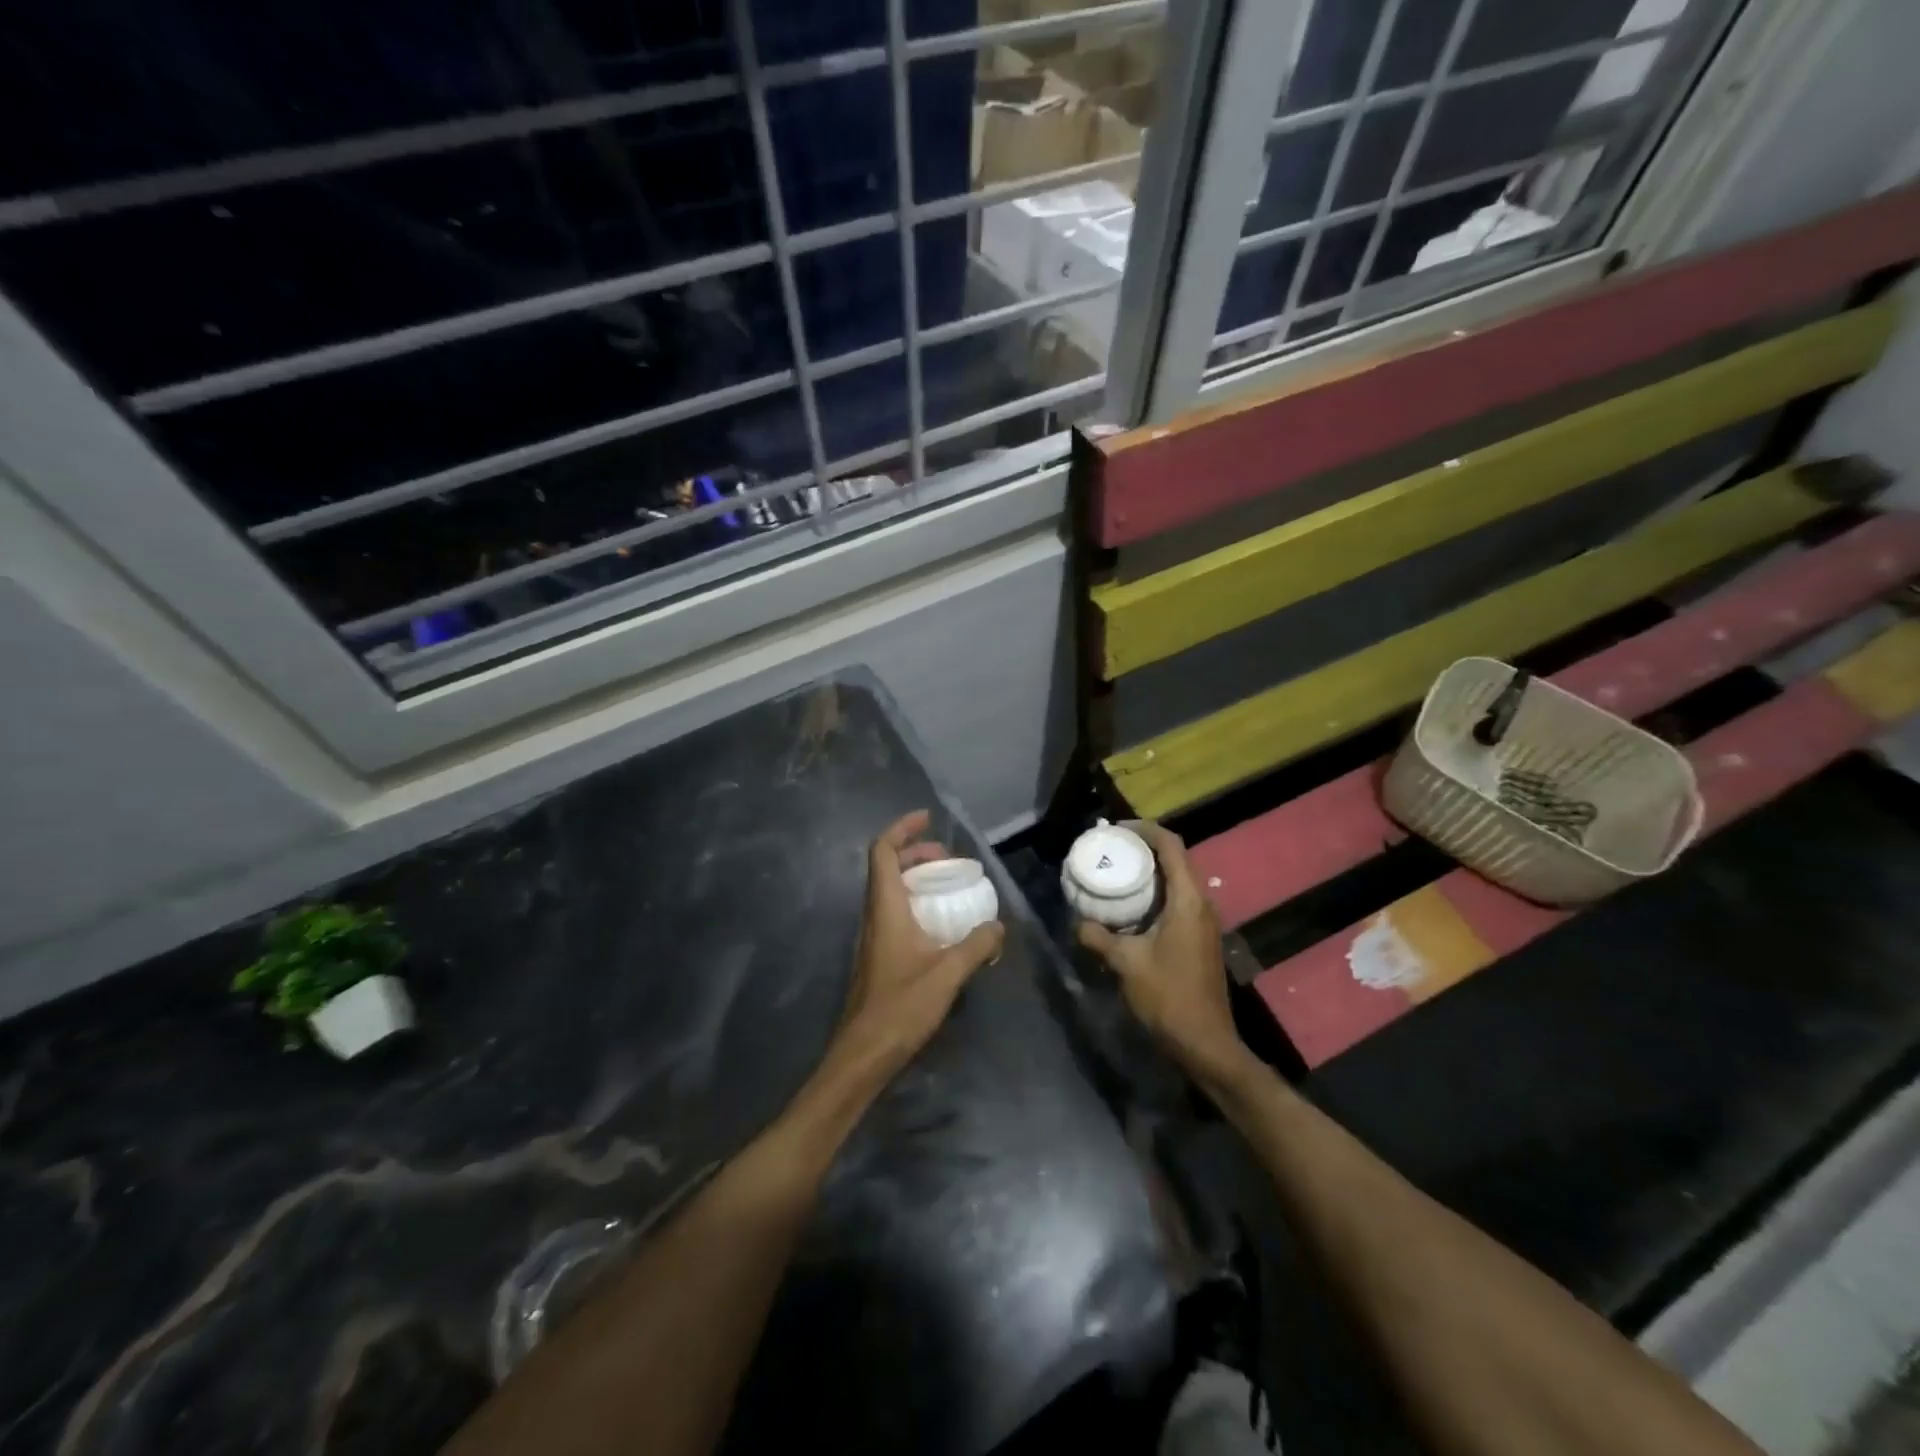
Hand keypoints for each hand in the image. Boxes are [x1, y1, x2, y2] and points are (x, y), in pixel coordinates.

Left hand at [833, 810, 1004, 1079]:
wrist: (863, 1053)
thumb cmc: (901, 1007)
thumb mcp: (947, 974)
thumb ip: (976, 946)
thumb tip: (998, 926)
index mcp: (885, 908)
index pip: (883, 852)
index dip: (902, 829)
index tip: (928, 819)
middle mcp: (874, 915)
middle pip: (888, 867)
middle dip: (916, 853)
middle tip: (949, 859)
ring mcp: (873, 936)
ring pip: (890, 891)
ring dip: (916, 878)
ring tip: (948, 886)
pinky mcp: (878, 955)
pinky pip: (895, 912)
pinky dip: (916, 903)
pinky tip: (941, 925)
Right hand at [1075, 824, 1247, 1084]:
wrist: (1205, 1043)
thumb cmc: (1168, 997)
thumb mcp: (1126, 963)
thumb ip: (1098, 937)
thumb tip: (1078, 922)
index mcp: (1188, 901)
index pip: (1171, 846)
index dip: (1145, 830)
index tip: (1117, 829)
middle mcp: (1201, 904)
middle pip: (1176, 859)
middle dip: (1144, 848)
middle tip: (1111, 848)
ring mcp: (1204, 923)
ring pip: (1177, 881)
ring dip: (1150, 872)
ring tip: (1116, 872)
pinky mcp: (1200, 939)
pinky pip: (1177, 901)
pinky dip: (1155, 894)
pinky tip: (1130, 908)